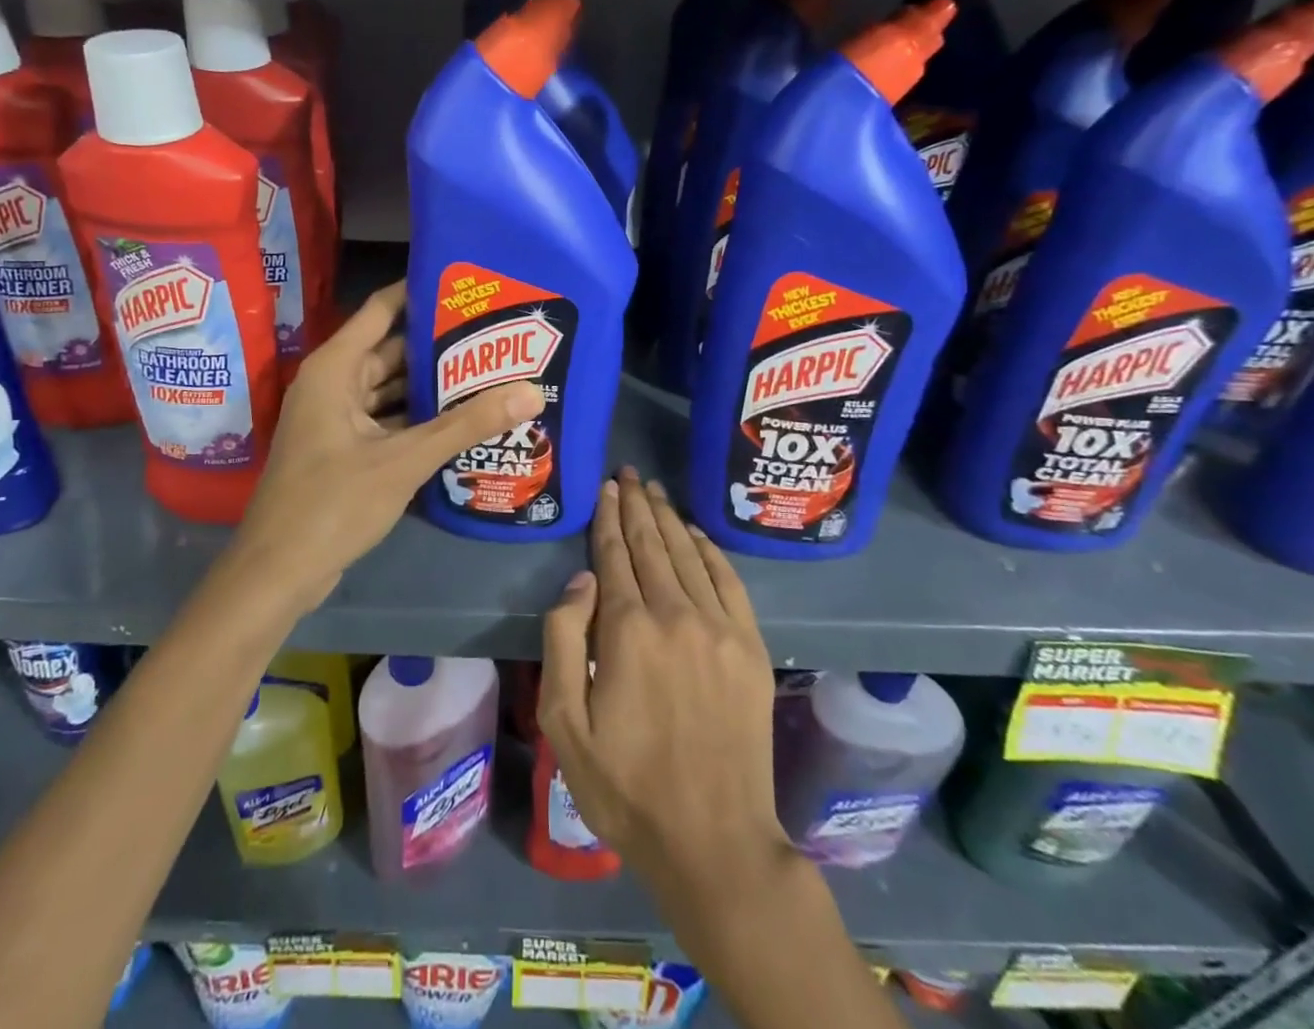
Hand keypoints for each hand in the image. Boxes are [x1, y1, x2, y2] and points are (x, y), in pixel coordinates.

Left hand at [229, 280, 543, 607]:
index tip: (467, 284)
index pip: (382, 310)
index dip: (421, 292)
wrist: (278, 573)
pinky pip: (387, 421)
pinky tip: (462, 422)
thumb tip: (530, 391)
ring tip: (489, 374)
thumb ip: (466, 425)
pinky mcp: (345, 450)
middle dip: (439, 346)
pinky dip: (418, 420)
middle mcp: (334, 384)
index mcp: (335, 369)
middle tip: (495, 336)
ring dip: (432, 387)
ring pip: (391, 390)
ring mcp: (337, 420)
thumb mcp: (404, 460)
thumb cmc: (332, 503)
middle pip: (392, 351)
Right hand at [539, 468, 787, 897]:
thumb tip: (582, 578)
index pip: (614, 553)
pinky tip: (696, 534)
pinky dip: (709, 551)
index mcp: (627, 629)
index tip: (606, 487)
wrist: (714, 840)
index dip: (608, 516)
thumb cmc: (625, 785)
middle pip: (652, 543)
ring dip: (669, 518)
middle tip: (628, 473)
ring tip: (654, 491)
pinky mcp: (751, 649)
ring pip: (689, 554)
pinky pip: (729, 582)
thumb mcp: (564, 722)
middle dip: (637, 504)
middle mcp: (675, 614)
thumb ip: (563, 638)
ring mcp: (719, 629)